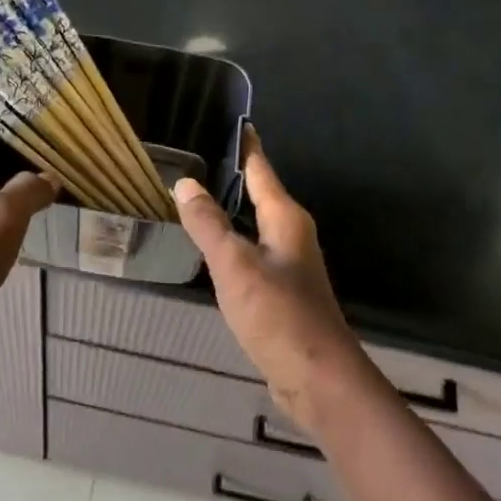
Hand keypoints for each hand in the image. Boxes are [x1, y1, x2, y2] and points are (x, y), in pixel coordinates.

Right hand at [173, 126, 376, 431]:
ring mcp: (288, 266)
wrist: (316, 378)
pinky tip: (211, 248)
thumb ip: (208, 224)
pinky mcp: (281, 292)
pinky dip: (231, 242)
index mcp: (286, 219)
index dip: (246, 147)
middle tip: (195, 159)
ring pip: (254, 226)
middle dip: (232, 177)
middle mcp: (291, 235)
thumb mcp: (235, 265)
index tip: (232, 122)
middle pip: (260, 195)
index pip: (262, 170)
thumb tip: (184, 184)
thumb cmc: (278, 315)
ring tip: (195, 198)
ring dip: (229, 211)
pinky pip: (251, 253)